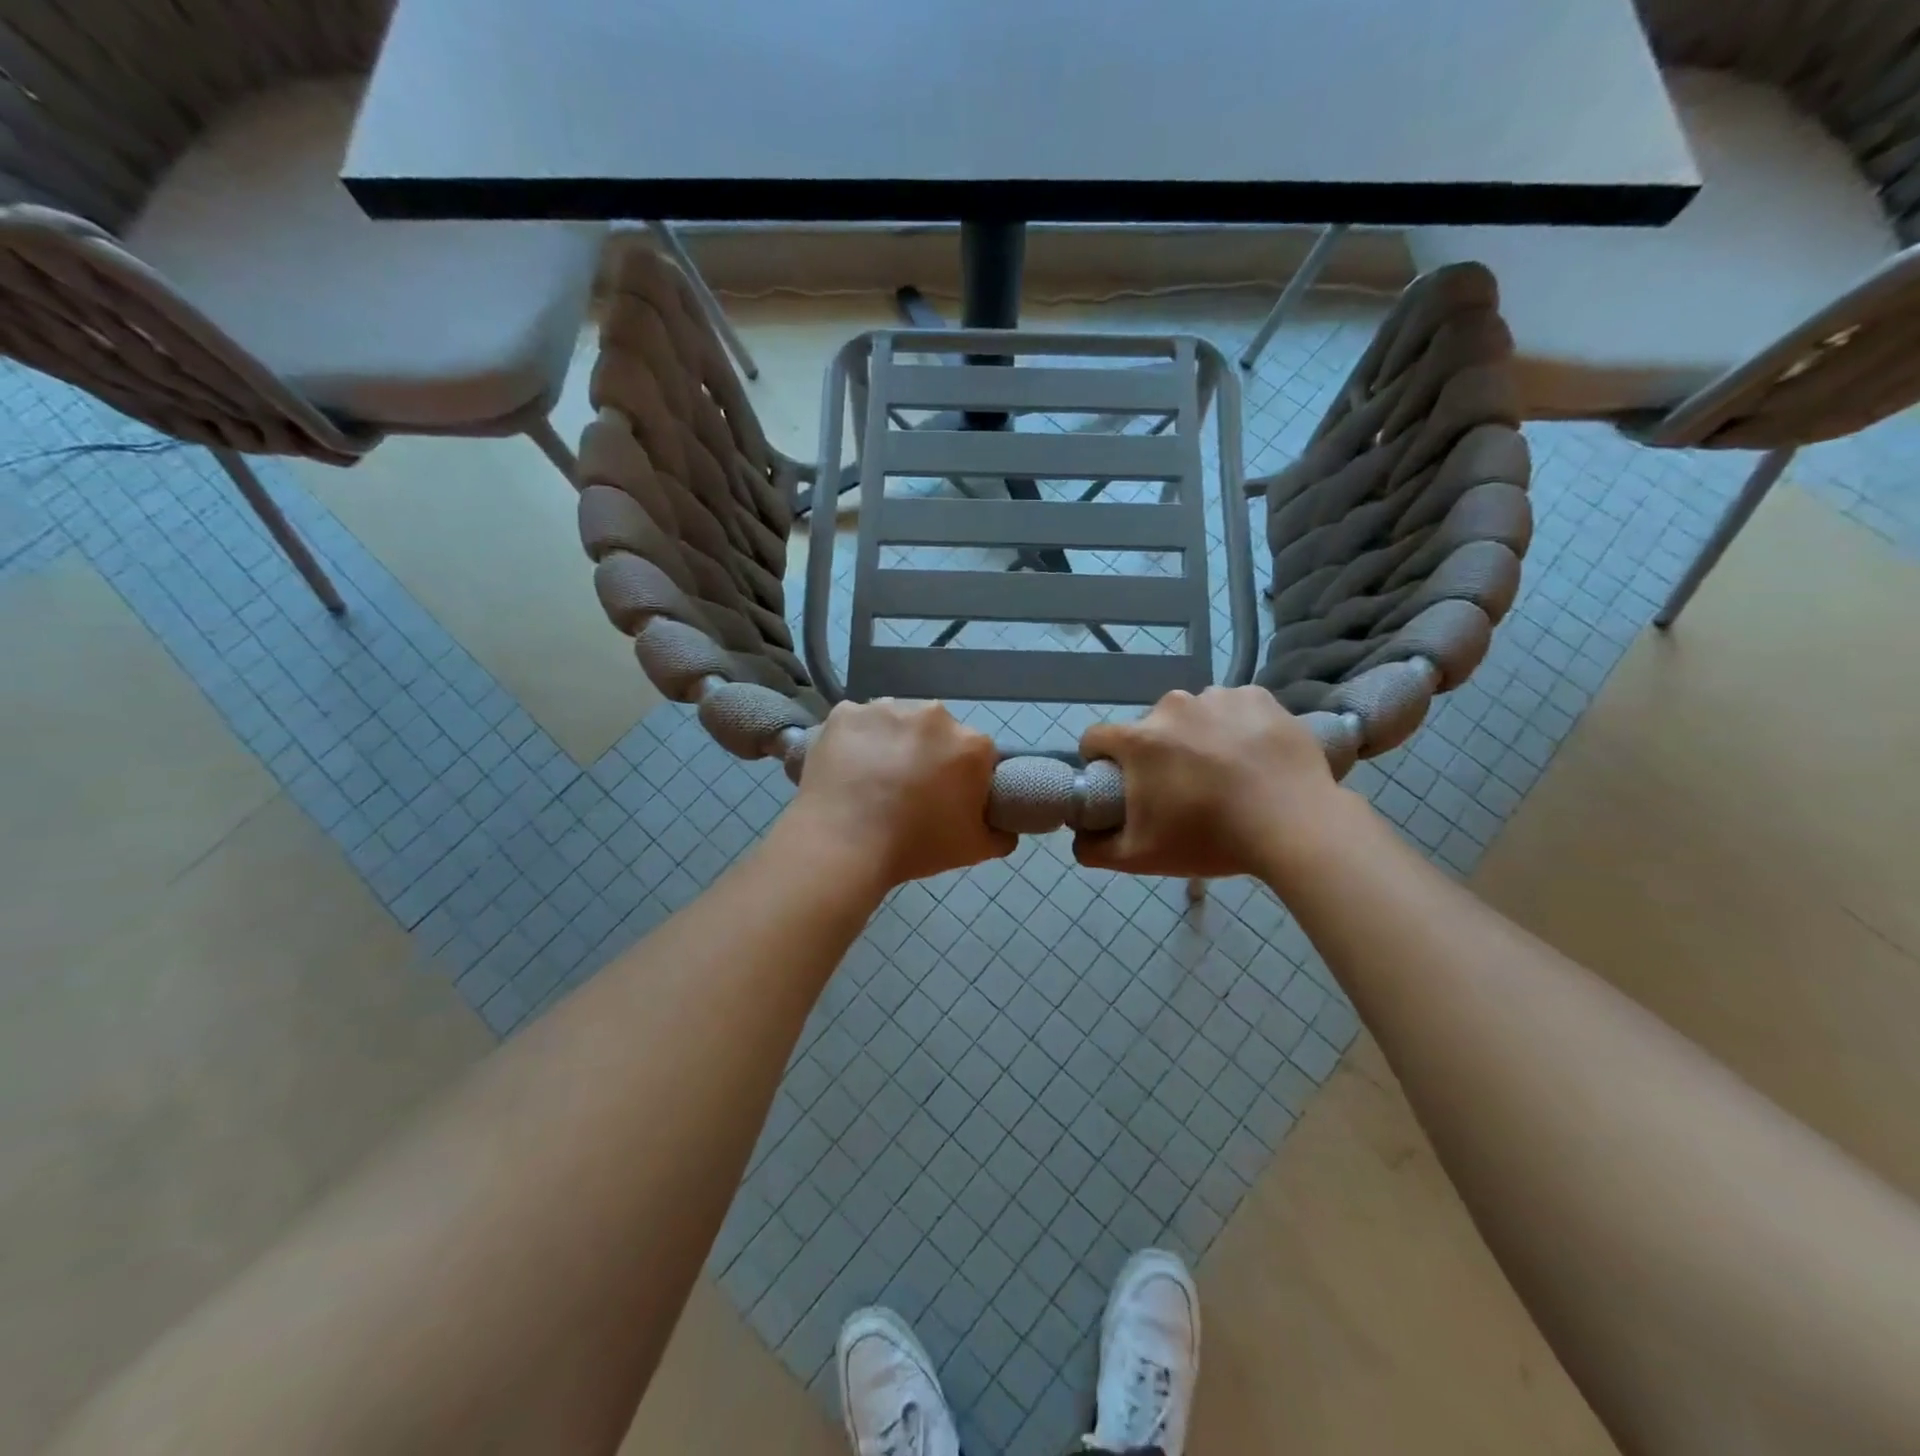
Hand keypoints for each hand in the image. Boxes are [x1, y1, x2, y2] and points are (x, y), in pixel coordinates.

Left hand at [785, 700, 1014, 894]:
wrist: (843, 845)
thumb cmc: (915, 846)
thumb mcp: (974, 850)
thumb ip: (1001, 835)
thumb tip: (1005, 828)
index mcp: (971, 744)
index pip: (977, 755)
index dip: (965, 777)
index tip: (947, 799)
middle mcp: (933, 715)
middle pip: (937, 732)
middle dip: (928, 754)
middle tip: (908, 791)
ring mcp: (886, 709)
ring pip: (896, 723)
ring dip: (891, 743)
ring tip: (872, 781)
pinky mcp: (845, 712)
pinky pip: (857, 724)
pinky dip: (854, 741)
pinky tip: (846, 770)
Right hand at [1075, 686, 1348, 879]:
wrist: (1296, 825)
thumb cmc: (1210, 839)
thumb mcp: (1140, 857)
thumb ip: (1094, 848)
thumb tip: (1077, 837)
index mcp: (1138, 739)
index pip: (1096, 738)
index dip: (1100, 761)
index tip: (1119, 784)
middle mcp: (1172, 705)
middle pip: (1149, 727)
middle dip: (1156, 753)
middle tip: (1182, 788)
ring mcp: (1218, 696)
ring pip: (1192, 715)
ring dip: (1197, 736)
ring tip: (1225, 772)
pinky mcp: (1258, 696)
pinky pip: (1233, 707)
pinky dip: (1236, 726)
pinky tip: (1253, 755)